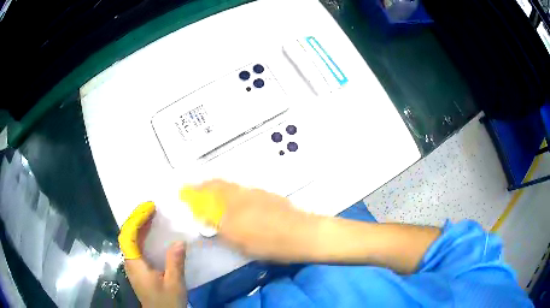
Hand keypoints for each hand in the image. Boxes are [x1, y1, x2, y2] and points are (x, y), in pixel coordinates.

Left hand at [118, 202, 186, 307]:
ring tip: (151, 215)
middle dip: (137, 219)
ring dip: (139, 225)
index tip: (149, 208)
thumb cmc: (167, 302)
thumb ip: (175, 263)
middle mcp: (130, 262)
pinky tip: (150, 232)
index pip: (128, 236)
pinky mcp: (138, 269)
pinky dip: (142, 236)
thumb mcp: (174, 284)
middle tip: (152, 207)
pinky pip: (136, 247)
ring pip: (130, 240)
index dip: (136, 219)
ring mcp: (133, 266)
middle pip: (127, 235)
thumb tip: (180, 241)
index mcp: (135, 265)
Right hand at [192, 180, 321, 260]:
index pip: (207, 192)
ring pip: (232, 186)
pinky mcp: (269, 196)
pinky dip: (234, 193)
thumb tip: (209, 221)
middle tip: (196, 190)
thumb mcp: (239, 241)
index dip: (195, 191)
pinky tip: (237, 203)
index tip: (185, 191)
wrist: (303, 234)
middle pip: (219, 184)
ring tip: (213, 196)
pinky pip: (244, 191)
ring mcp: (257, 193)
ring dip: (219, 189)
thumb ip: (221, 229)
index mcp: (232, 204)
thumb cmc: (269, 242)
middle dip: (205, 186)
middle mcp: (242, 193)